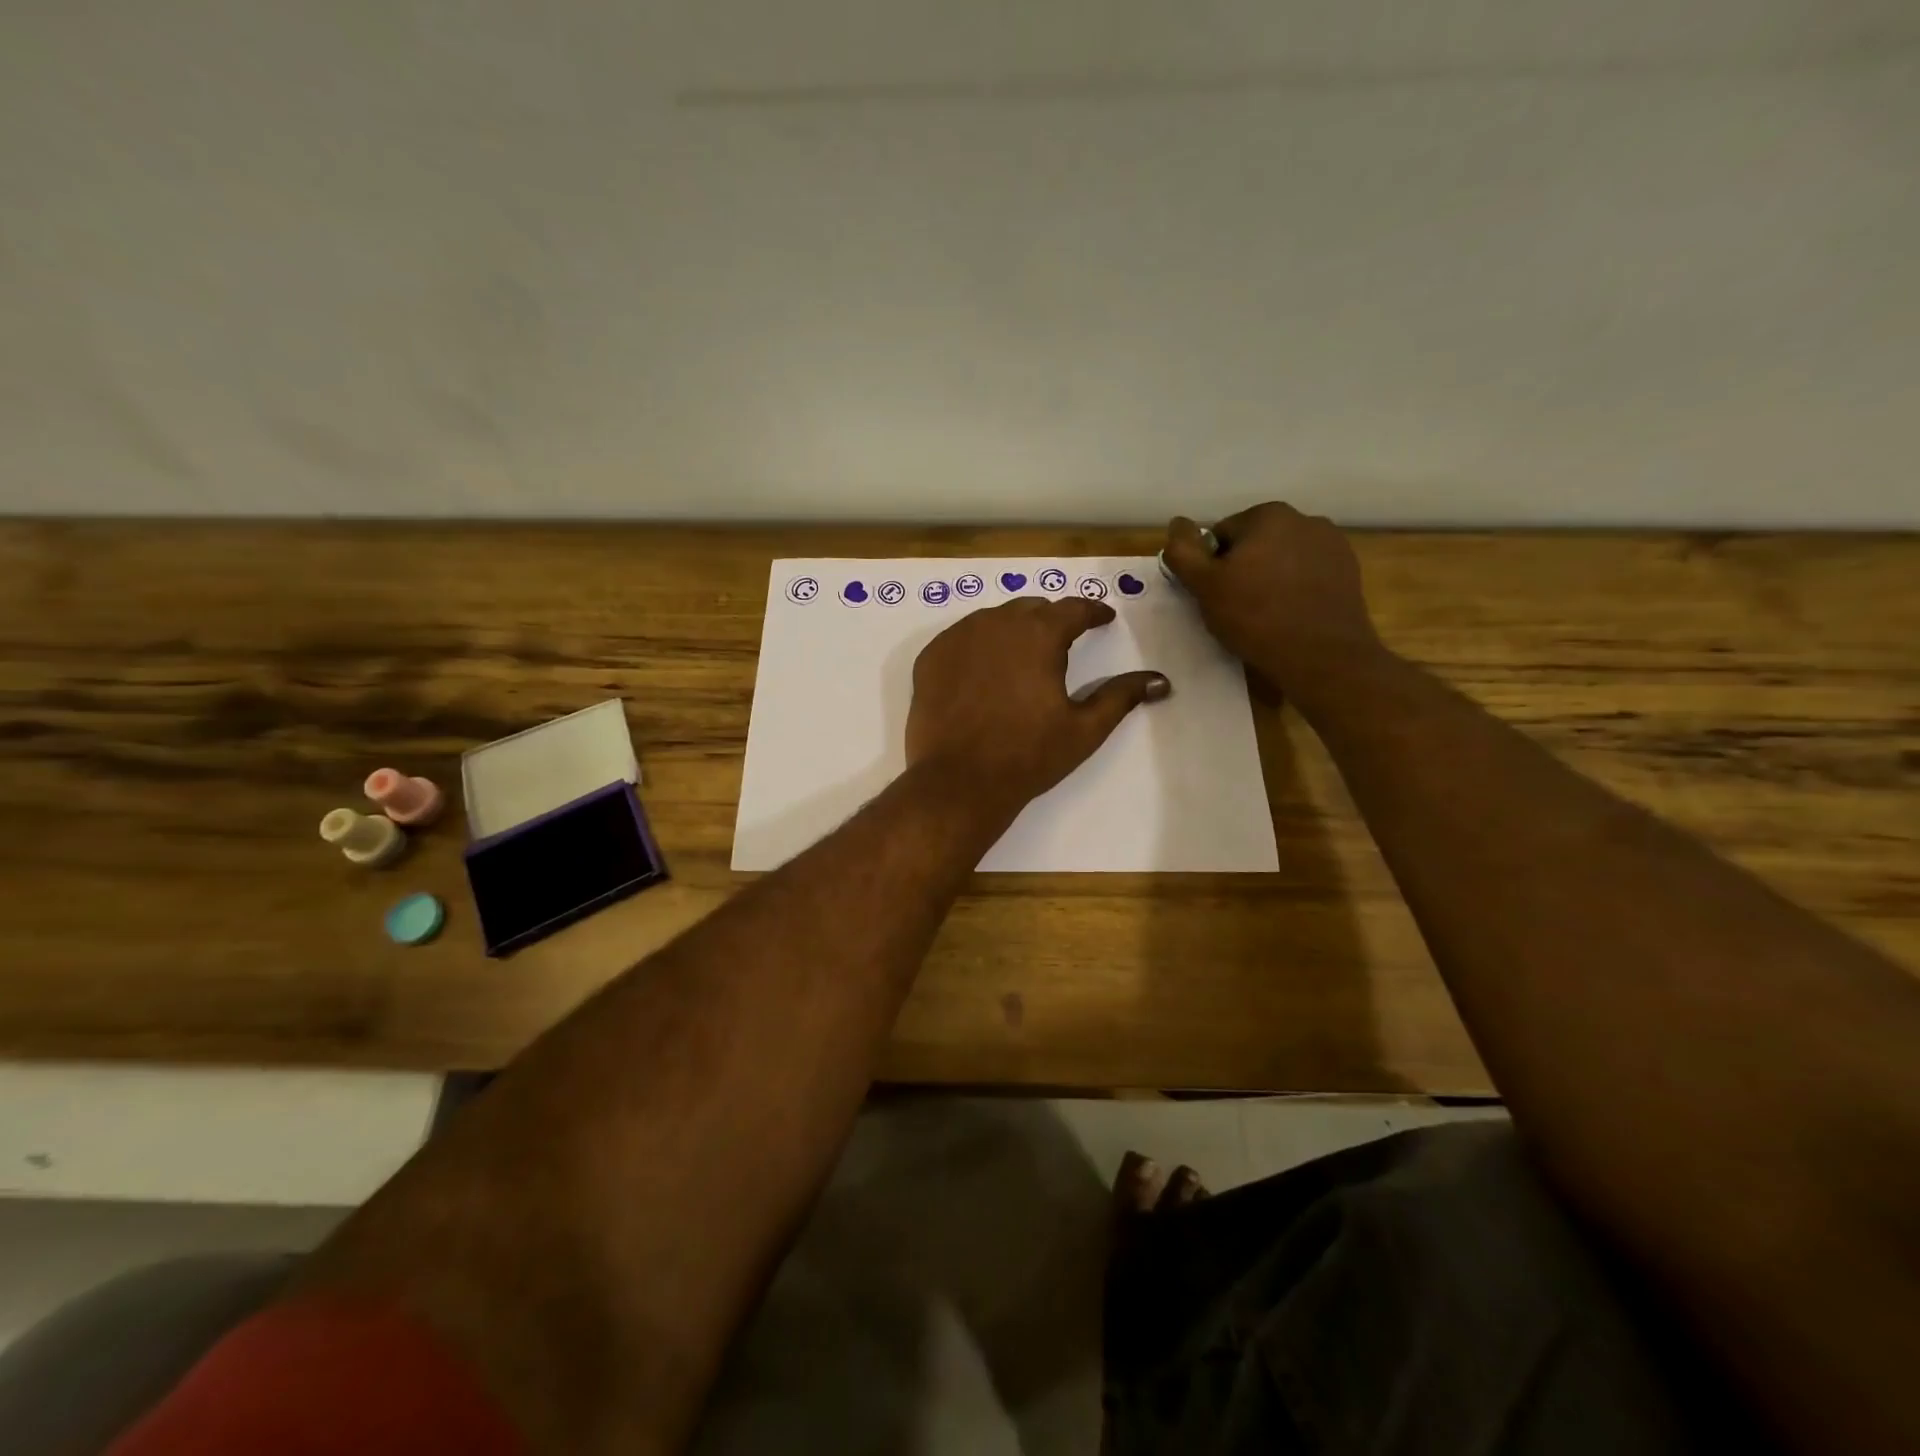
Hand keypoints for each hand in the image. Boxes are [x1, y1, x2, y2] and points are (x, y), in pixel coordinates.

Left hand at [906, 597, 1170, 815]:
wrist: (959, 782)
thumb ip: (1121, 696)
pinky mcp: (930, 658)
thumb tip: (1161, 680)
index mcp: (1039, 634)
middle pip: (1031, 609)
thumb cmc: (1028, 755)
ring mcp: (957, 638)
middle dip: (1051, 620)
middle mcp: (996, 623)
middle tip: (1063, 641)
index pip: (1073, 608)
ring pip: (993, 620)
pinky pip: (961, 639)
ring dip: (1013, 630)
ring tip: (1022, 656)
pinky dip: (978, 646)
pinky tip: (983, 671)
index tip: (1103, 618)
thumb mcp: (1084, 728)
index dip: (1093, 611)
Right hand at [1161, 503, 1385, 704]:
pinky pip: (1307, 575)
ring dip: (1269, 579)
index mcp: (1268, 515)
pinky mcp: (1348, 571)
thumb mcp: (1205, 587)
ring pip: (1282, 559)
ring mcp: (1332, 544)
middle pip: (1254, 544)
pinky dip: (1295, 589)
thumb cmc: (1256, 617)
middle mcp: (1305, 519)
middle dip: (1242, 570)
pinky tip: (1291, 616)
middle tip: (1236, 609)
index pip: (1221, 535)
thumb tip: (1176, 524)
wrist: (1322, 656)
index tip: (1215, 596)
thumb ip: (1183, 552)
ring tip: (1265, 616)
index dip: (1211, 567)